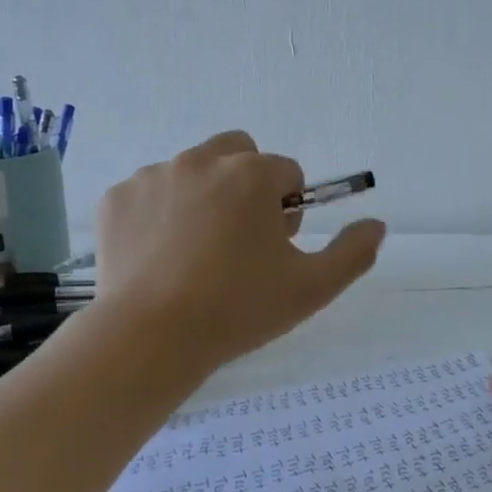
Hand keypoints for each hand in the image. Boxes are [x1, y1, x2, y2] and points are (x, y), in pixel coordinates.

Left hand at [95, 131, 386, 369]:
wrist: (150, 338)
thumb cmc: (238, 309)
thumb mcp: (311, 288)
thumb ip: (353, 252)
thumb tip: (376, 224)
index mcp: (251, 174)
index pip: (286, 172)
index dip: (287, 210)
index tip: (275, 247)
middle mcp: (200, 160)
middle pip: (237, 154)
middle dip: (246, 185)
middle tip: (239, 241)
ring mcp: (152, 176)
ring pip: (191, 172)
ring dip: (202, 198)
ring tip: (194, 256)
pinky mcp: (115, 199)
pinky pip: (148, 194)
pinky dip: (158, 215)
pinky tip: (158, 258)